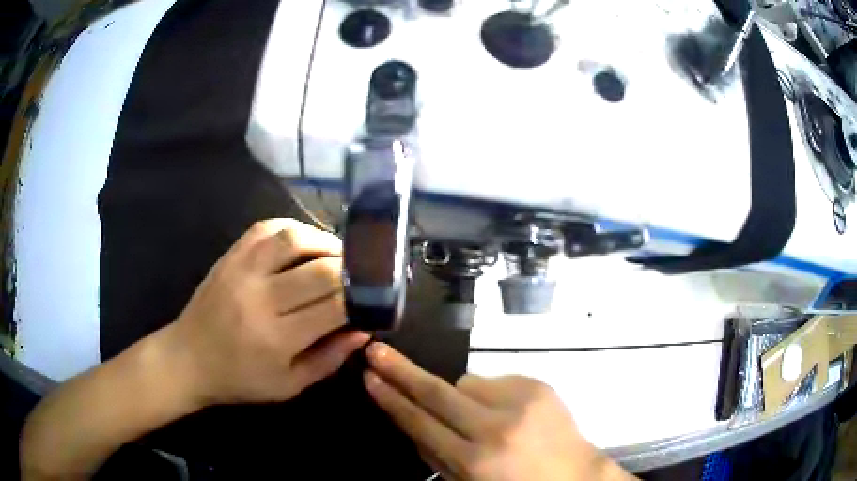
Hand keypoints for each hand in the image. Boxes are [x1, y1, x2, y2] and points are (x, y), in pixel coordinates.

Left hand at [166, 218, 369, 406]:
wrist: (188, 359)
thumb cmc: (240, 380)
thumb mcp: (289, 386)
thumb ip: (330, 358)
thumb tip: (364, 328)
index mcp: (276, 338)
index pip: (334, 306)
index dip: (362, 298)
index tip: (374, 297)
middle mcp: (259, 298)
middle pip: (320, 269)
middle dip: (351, 270)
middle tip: (363, 275)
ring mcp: (241, 271)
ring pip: (295, 239)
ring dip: (325, 242)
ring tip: (339, 255)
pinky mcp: (229, 256)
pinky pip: (266, 228)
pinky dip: (294, 229)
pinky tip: (306, 241)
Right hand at [363, 343, 635, 480]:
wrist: (574, 474)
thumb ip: (437, 456)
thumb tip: (412, 420)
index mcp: (475, 461)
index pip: (421, 424)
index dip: (392, 400)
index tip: (369, 377)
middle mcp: (496, 427)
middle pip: (437, 391)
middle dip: (401, 370)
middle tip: (377, 350)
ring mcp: (521, 401)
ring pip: (466, 382)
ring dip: (461, 396)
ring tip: (480, 417)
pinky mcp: (538, 384)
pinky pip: (495, 381)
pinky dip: (490, 394)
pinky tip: (507, 413)